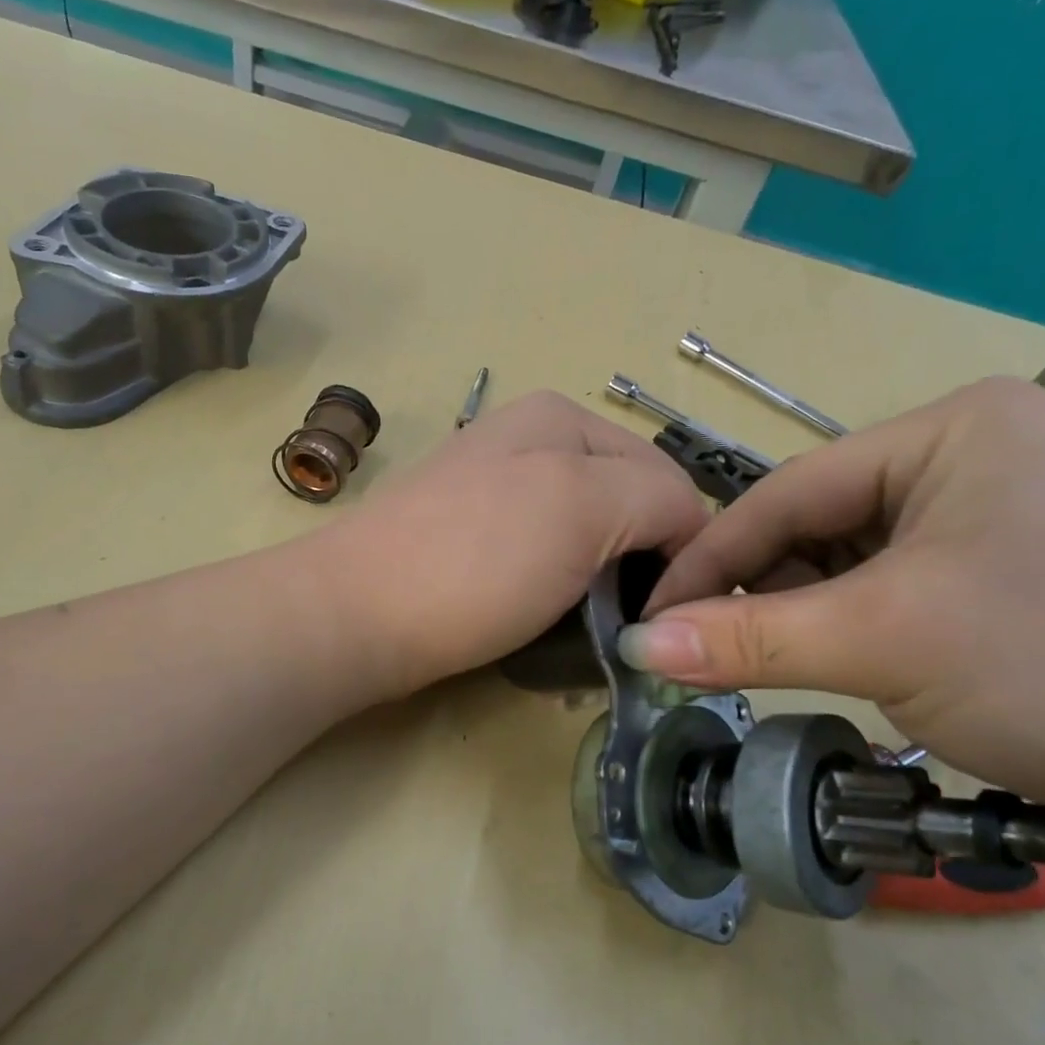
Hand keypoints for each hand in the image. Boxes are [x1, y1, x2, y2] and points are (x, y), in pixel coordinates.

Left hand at [326, 391, 708, 701]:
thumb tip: (688, 530)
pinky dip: (557, 589)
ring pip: (584, 537)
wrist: (356, 615)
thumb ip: (658, 499)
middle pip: (623, 506)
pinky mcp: (469, 540)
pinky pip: (541, 558)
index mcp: (561, 418)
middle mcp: (528, 441)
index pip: (666, 478)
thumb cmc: (477, 559)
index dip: (684, 546)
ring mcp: (493, 491)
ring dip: (598, 583)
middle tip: (630, 624)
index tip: (674, 613)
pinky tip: (543, 615)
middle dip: (637, 563)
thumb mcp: (585, 507)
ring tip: (589, 627)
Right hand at [619, 378, 1044, 826]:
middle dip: (762, 592)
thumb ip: (748, 640)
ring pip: (858, 565)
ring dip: (808, 617)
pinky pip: (902, 592)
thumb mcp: (887, 642)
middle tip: (704, 653)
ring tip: (773, 667)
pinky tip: (850, 668)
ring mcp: (1004, 516)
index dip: (708, 560)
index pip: (787, 493)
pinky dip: (859, 632)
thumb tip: (636, 644)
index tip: (648, 619)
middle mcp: (975, 457)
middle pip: (821, 527)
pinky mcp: (1023, 574)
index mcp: (949, 430)